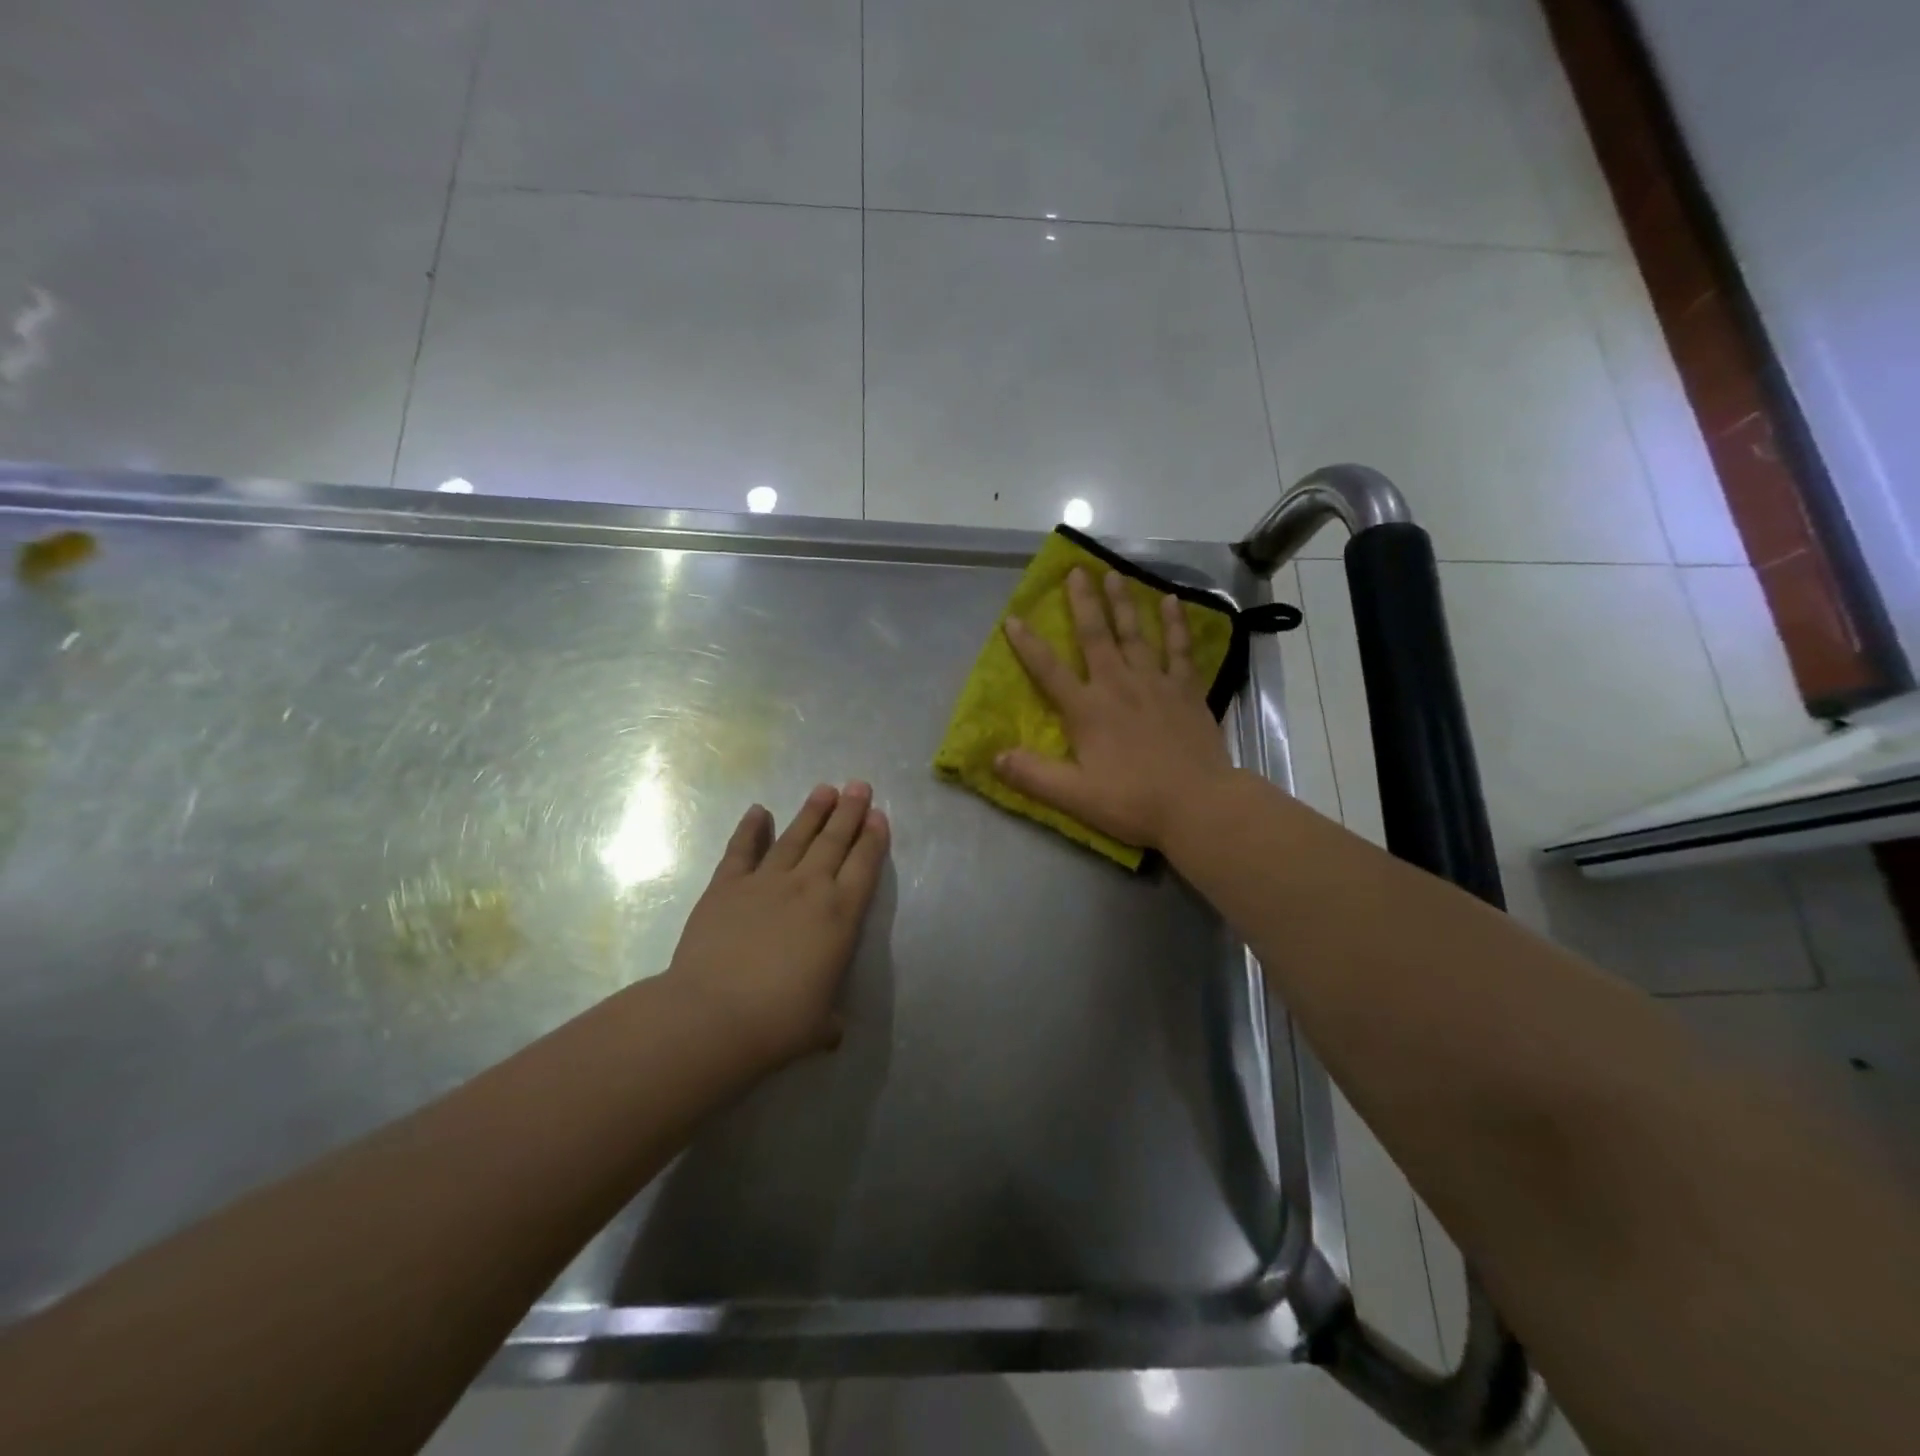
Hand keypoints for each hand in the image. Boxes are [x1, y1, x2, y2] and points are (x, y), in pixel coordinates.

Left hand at [664, 783, 888, 1068]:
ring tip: (824, 789)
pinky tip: (758, 811)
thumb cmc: (778, 1023)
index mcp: (839, 917)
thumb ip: (829, 1019)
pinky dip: (750, 829)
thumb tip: (830, 1030)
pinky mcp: (727, 886)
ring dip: (812, 812)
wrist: (714, 1016)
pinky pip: (742, 850)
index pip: (864, 867)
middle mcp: (808, 888)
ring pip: (795, 837)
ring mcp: (766, 882)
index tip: (878, 815)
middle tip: (859, 785)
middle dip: (849, 812)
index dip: (873, 839)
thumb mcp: (819, 1026)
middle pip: (834, 842)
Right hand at [996, 568, 1232, 849]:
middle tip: (1076, 570)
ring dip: (1123, 602)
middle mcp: (1118, 686)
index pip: (1049, 671)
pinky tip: (1172, 601)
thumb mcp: (1073, 796)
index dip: (1028, 645)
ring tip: (1114, 573)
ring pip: (1135, 633)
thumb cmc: (1132, 802)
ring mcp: (1155, 683)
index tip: (1013, 618)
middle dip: (1083, 602)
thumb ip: (1032, 774)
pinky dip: (1175, 624)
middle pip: (1095, 636)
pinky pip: (1179, 649)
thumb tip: (994, 756)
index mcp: (1087, 710)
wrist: (1198, 805)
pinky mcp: (1186, 690)